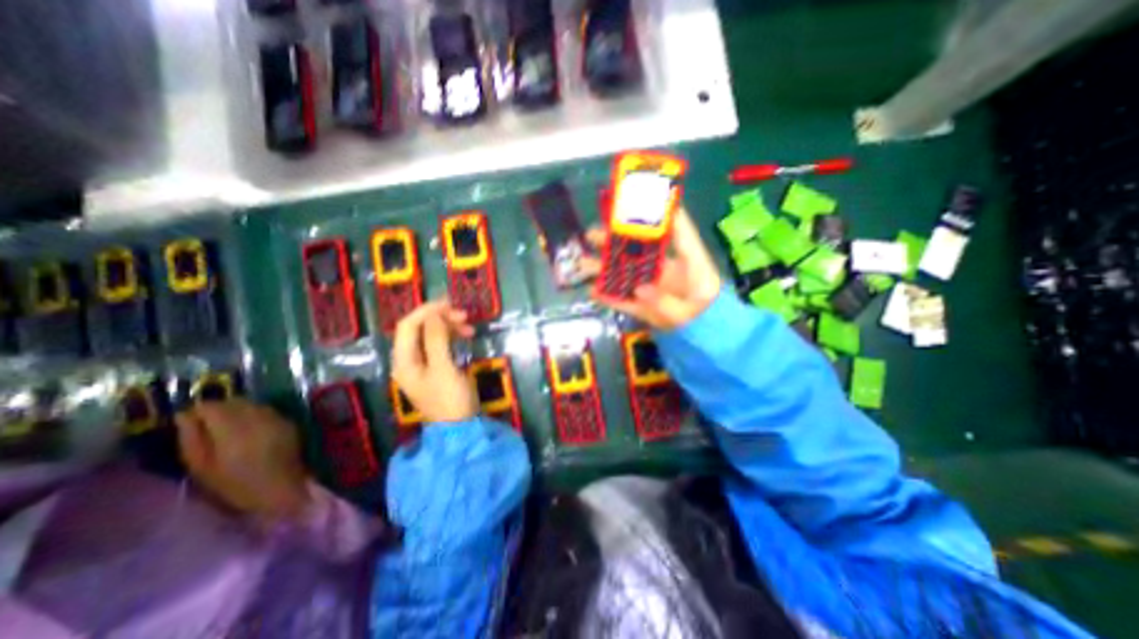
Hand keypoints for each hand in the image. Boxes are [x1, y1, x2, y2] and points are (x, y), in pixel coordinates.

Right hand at [175, 403, 309, 520]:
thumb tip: (184, 415)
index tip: (190, 422)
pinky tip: (250, 431)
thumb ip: (192, 438)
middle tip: (208, 426)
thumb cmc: (236, 484)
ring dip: (238, 411)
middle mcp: (258, 417)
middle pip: (234, 401)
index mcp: (233, 428)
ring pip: (252, 404)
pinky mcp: (289, 421)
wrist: (282, 487)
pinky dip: (255, 415)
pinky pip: (267, 411)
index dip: (198, 411)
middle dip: (219, 409)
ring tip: (229, 429)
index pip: (212, 406)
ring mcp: (277, 417)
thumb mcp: (202, 466)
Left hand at [394, 299, 476, 423]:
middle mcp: (407, 360)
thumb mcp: (444, 368)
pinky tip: (463, 337)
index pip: (407, 325)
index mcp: (404, 361)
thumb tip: (435, 314)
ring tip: (469, 328)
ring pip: (430, 336)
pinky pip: (438, 345)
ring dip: (447, 327)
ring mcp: (421, 365)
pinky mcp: (434, 368)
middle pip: (418, 329)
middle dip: (439, 318)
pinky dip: (450, 337)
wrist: (460, 428)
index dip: (426, 311)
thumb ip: (436, 339)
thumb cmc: (450, 399)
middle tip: (464, 316)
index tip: (450, 304)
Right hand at [586, 208, 718, 329]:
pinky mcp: (644, 305)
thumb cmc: (706, 318)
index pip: (676, 232)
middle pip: (639, 251)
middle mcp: (666, 271)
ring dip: (604, 267)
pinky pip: (624, 299)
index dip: (663, 213)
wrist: (703, 338)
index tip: (644, 196)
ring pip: (625, 274)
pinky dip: (609, 296)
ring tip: (583, 262)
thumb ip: (666, 300)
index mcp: (686, 263)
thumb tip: (639, 288)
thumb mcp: (690, 309)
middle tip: (592, 234)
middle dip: (615, 240)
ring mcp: (652, 288)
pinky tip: (592, 291)